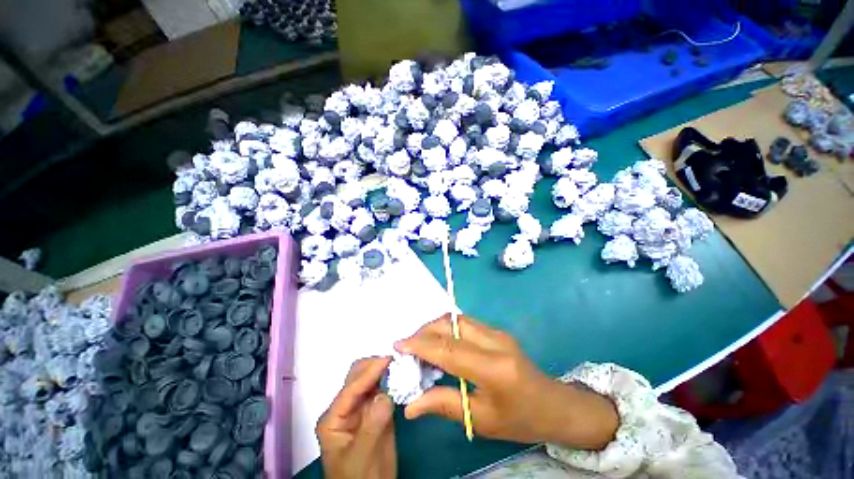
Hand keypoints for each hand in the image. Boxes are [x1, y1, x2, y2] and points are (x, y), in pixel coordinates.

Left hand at [316, 357, 395, 478]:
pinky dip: (392, 381)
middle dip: (376, 366)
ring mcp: (361, 408)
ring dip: (385, 371)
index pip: (351, 388)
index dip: (369, 372)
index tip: (389, 359)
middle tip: (397, 361)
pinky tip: (402, 378)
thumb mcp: (362, 455)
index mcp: (333, 418)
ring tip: (401, 365)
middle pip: (358, 377)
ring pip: (371, 380)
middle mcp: (345, 408)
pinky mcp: (375, 410)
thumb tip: (386, 393)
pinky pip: (383, 390)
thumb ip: (372, 424)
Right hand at [396, 315, 617, 449]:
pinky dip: (447, 329)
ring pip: (457, 318)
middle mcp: (495, 341)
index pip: (448, 349)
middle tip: (409, 347)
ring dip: (435, 327)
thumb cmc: (520, 419)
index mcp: (494, 368)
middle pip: (451, 323)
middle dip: (425, 330)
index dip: (420, 345)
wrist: (554, 405)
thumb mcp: (482, 420)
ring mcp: (497, 332)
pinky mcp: (497, 330)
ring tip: (421, 346)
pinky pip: (464, 322)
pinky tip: (441, 344)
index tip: (398, 345)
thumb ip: (444, 405)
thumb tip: (411, 405)